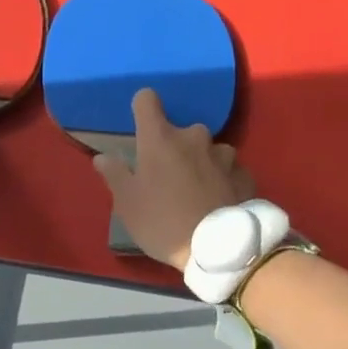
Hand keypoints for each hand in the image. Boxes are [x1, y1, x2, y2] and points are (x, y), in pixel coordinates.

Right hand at [94, 88, 254, 270]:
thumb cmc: (162, 222)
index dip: (142, 108)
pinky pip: (228, 169)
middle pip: (179, 130)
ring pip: (207, 150)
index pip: (147, 99)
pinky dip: (221, 180)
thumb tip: (102, 157)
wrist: (218, 248)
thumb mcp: (127, 204)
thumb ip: (115, 175)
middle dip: (173, 148)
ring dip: (200, 163)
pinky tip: (218, 202)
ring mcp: (224, 154)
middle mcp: (194, 136)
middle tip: (167, 178)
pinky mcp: (245, 174)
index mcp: (160, 138)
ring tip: (197, 192)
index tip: (140, 127)